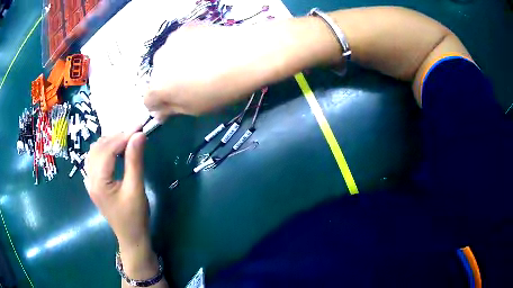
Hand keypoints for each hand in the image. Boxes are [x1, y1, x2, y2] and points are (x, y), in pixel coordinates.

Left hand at [85, 132, 147, 248]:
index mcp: (98, 182)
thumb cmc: (135, 217)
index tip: (140, 128)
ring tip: (127, 141)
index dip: (123, 137)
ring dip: (110, 142)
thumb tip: (139, 135)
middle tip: (135, 134)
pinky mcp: (94, 182)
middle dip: (116, 137)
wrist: (130, 237)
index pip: (107, 150)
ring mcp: (89, 180)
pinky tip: (116, 152)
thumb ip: (135, 161)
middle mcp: (89, 178)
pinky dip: (106, 150)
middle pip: (99, 148)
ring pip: (95, 151)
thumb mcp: (136, 189)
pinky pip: (95, 159)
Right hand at [144, 23, 274, 119]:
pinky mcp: (185, 28)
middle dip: (168, 82)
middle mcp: (157, 62)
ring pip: (168, 57)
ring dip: (176, 62)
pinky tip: (206, 48)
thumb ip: (172, 110)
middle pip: (157, 77)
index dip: (161, 105)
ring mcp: (171, 41)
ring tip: (201, 63)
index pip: (148, 101)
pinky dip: (187, 47)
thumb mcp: (195, 109)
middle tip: (192, 82)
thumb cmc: (220, 89)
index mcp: (158, 87)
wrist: (246, 55)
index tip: (176, 104)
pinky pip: (180, 42)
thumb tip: (159, 113)